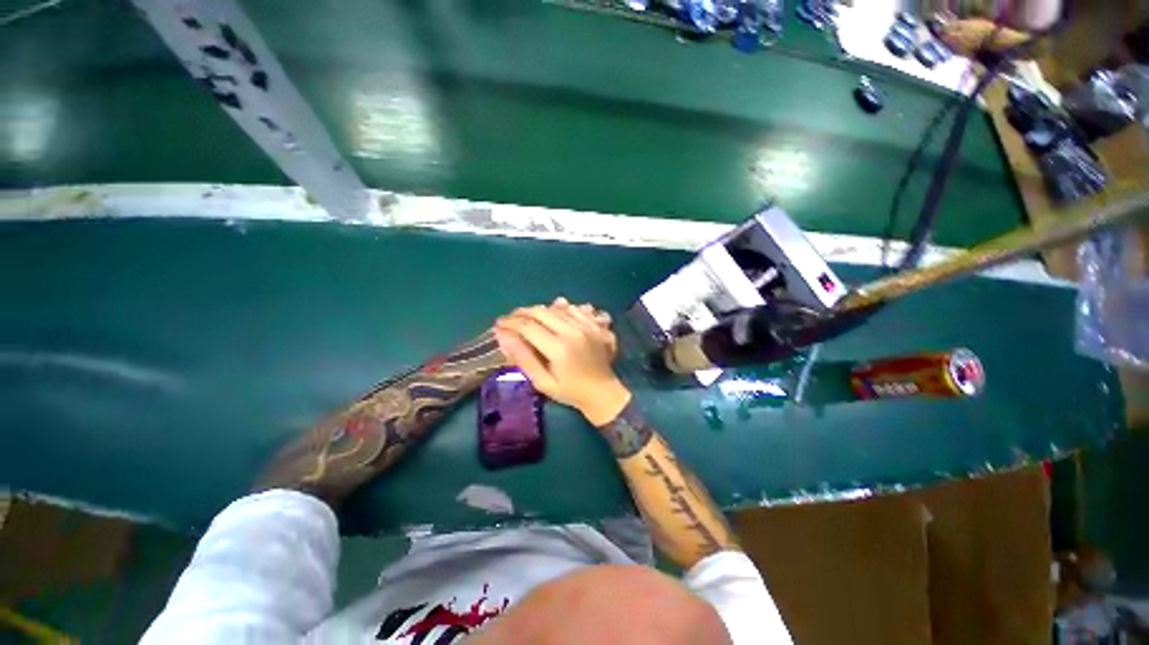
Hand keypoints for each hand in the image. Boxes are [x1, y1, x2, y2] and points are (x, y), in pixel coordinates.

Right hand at [494, 298, 631, 425]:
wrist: (603, 392)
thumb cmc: (570, 392)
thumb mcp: (543, 382)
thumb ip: (524, 358)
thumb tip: (503, 336)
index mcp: (558, 348)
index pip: (528, 327)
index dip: (510, 323)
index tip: (498, 324)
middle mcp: (572, 331)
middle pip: (541, 312)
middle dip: (521, 313)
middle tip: (509, 319)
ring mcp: (585, 326)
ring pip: (556, 308)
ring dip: (538, 310)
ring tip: (526, 316)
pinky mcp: (594, 325)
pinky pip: (573, 309)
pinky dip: (559, 308)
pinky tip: (551, 313)